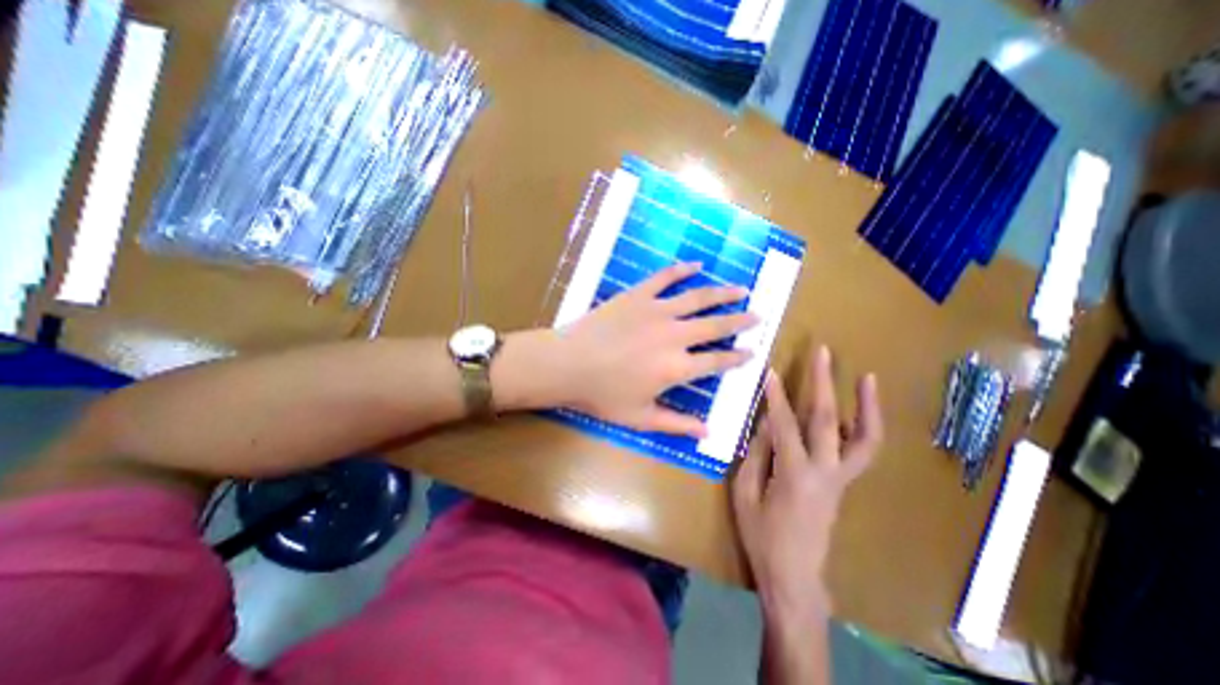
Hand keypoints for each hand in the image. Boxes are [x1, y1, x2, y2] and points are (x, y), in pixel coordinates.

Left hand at [558, 262, 759, 437]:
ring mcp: (656, 311)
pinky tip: (697, 265)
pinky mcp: (638, 295)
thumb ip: (676, 424)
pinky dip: (682, 270)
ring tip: (741, 289)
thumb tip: (708, 431)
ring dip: (722, 293)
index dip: (737, 357)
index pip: (717, 361)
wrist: (568, 364)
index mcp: (676, 368)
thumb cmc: (602, 395)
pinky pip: (664, 278)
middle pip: (716, 326)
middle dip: (740, 321)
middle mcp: (674, 336)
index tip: (753, 352)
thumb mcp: (640, 418)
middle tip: (758, 315)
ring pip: (698, 298)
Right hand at [727, 346, 881, 616]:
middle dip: (823, 382)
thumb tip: (764, 421)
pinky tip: (855, 409)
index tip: (770, 370)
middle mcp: (825, 472)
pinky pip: (862, 451)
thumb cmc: (761, 536)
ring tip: (867, 378)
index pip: (784, 425)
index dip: (775, 396)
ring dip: (867, 405)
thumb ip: (756, 454)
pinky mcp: (845, 483)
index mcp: (794, 475)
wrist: (795, 576)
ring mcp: (842, 478)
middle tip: (823, 352)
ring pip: (864, 438)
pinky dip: (863, 426)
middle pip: (827, 419)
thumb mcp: (745, 493)